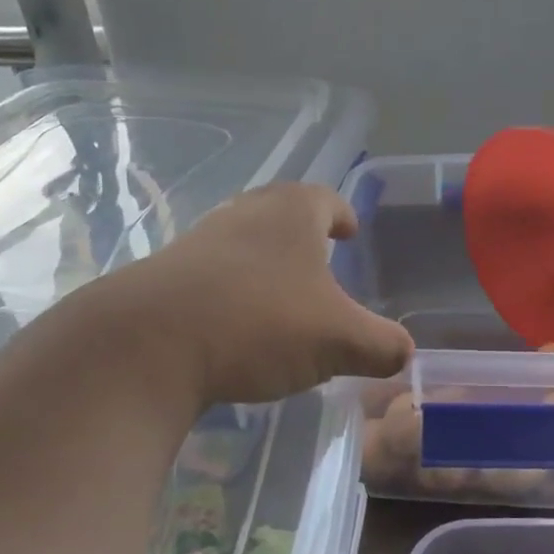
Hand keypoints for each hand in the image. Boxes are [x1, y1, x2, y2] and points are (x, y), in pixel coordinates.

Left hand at [115, 182, 413, 406]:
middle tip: (320, 260)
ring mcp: (199, 243)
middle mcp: (244, 216)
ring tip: (281, 297)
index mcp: (291, 214)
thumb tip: (404, 355)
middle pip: (280, 212)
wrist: (149, 345)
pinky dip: (232, 292)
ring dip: (265, 263)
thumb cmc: (260, 324)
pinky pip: (212, 275)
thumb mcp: (340, 341)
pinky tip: (237, 326)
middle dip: (302, 235)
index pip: (324, 198)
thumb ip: (382, 346)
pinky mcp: (166, 276)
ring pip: (243, 242)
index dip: (342, 214)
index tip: (350, 232)